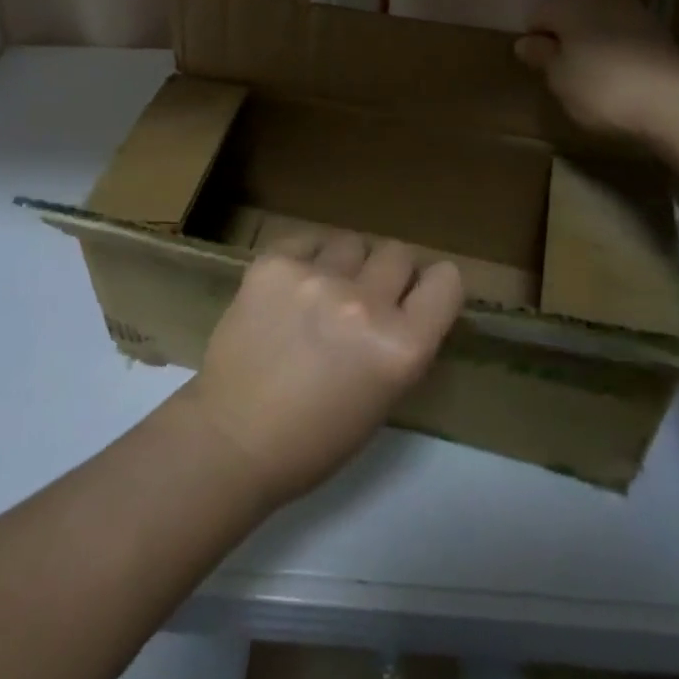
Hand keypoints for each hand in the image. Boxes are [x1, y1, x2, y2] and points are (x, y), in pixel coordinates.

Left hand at [180, 231, 463, 509]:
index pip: (446, 281)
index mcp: (402, 347)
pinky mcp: (274, 262)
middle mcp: (364, 304)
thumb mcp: (383, 397)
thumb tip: (406, 300)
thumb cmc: (315, 438)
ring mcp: (315, 277)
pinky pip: (307, 240)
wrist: (232, 437)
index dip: (433, 288)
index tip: (418, 296)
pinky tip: (290, 287)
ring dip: (346, 263)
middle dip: (387, 273)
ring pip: (352, 240)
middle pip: (398, 252)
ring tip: (322, 291)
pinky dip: (306, 258)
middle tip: (364, 297)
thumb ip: (402, 341)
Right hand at [514, 0, 678, 138]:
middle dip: (565, 37)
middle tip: (562, 71)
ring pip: (600, 23)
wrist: (674, 104)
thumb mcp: (559, 78)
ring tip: (591, 75)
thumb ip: (541, 56)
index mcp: (570, 6)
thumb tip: (525, 42)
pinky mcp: (660, 31)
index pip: (539, 17)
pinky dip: (617, 51)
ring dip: (592, 42)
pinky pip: (625, 36)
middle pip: (571, 15)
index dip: (533, 41)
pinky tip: (618, 76)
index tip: (536, 67)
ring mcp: (636, 12)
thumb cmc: (602, 89)